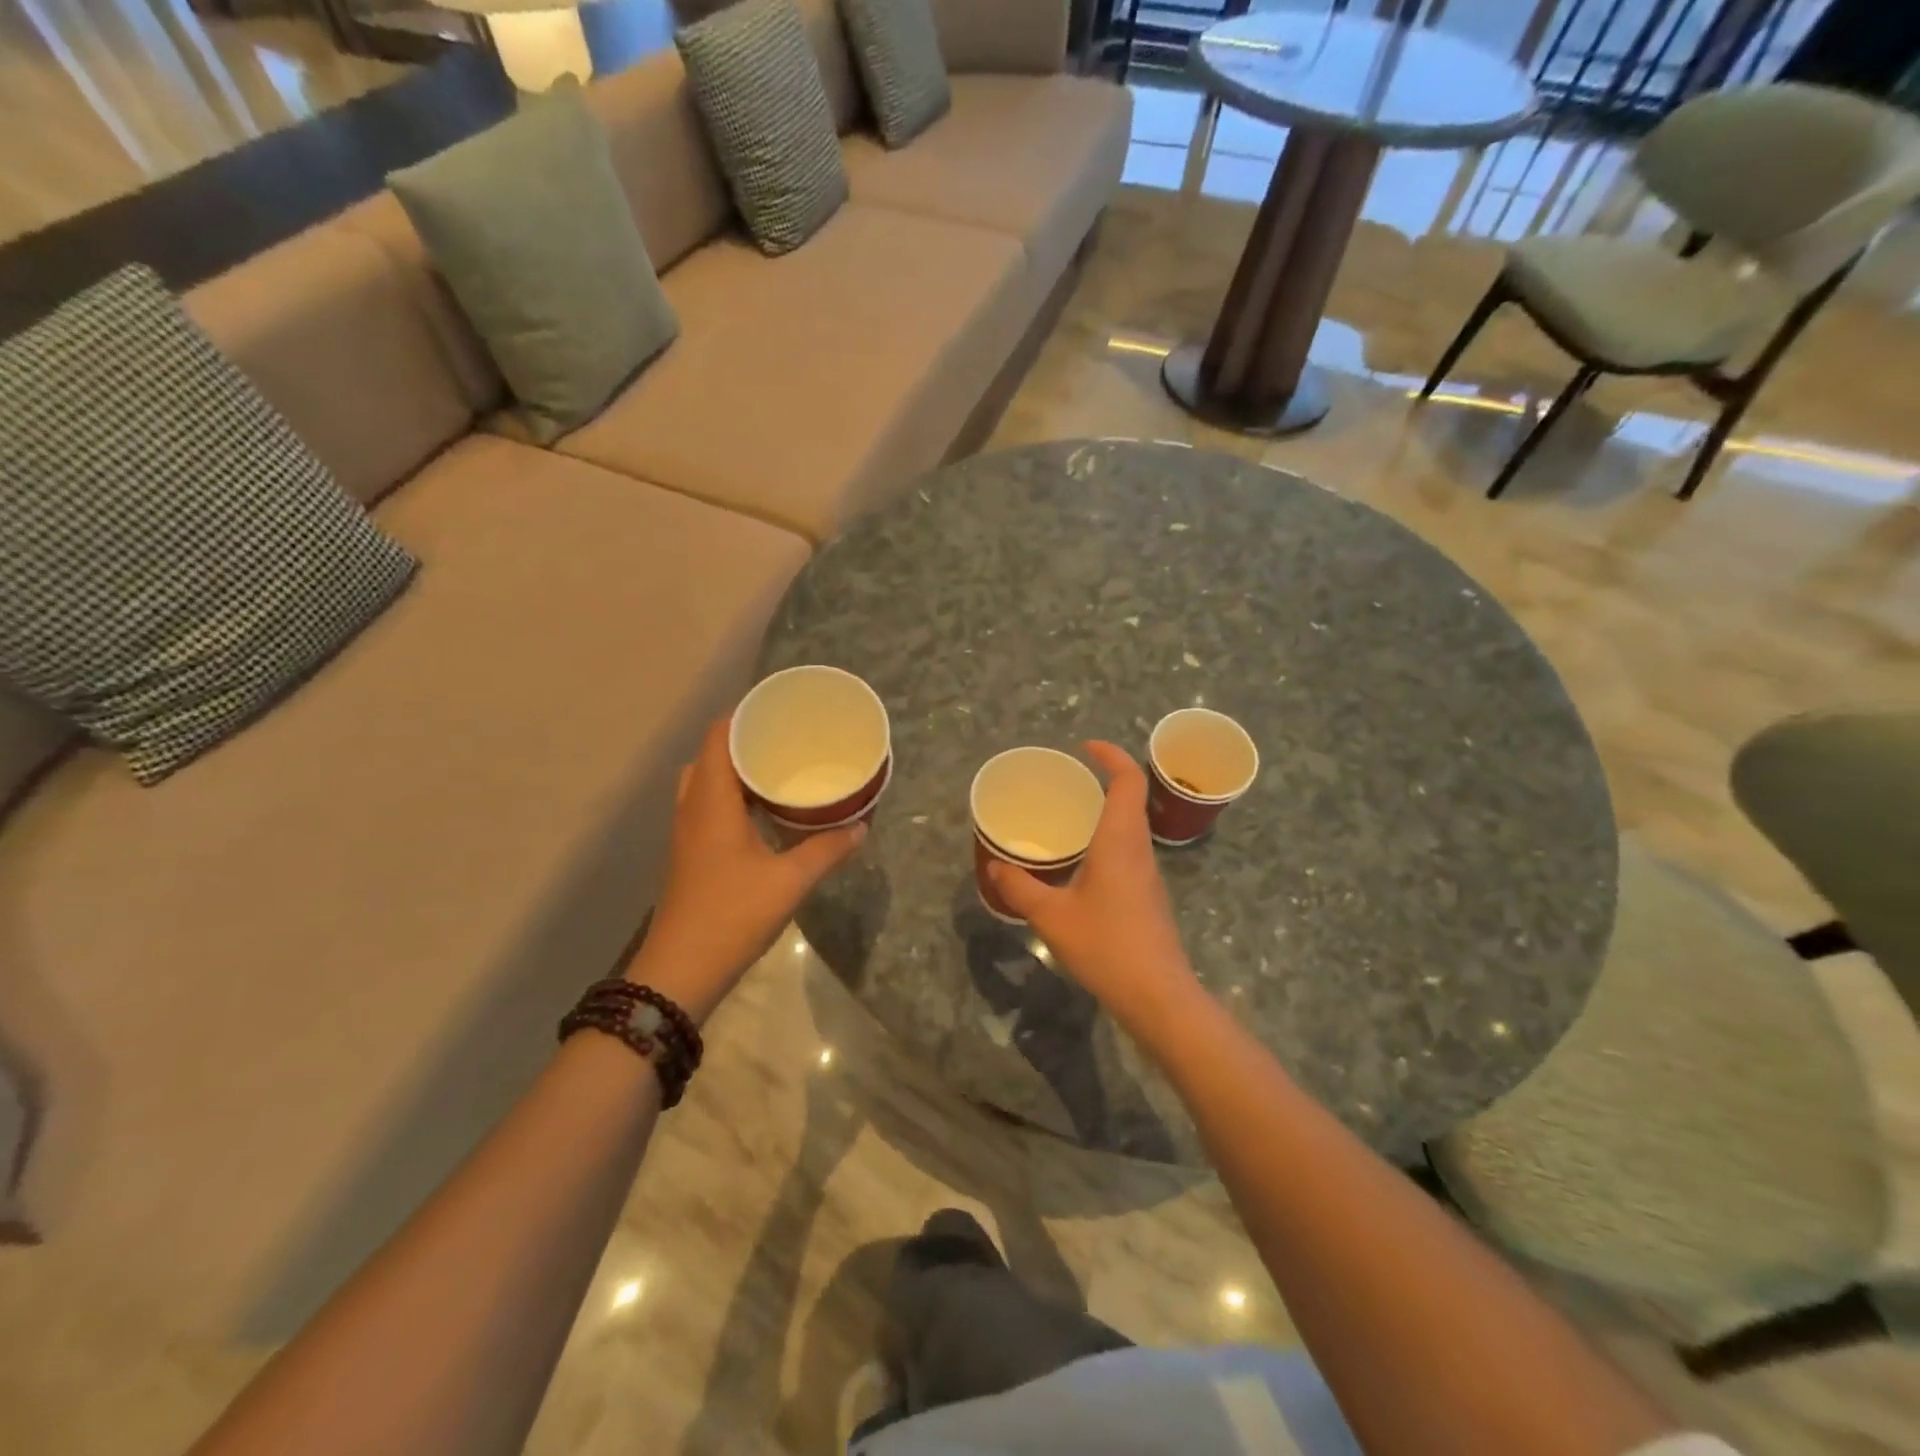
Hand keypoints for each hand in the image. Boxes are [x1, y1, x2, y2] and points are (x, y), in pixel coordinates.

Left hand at [628, 719, 864, 1021]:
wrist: (680, 971)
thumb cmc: (732, 915)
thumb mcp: (789, 881)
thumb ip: (827, 850)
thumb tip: (862, 827)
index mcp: (711, 801)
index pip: (718, 736)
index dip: (745, 715)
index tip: (780, 709)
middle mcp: (693, 808)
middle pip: (711, 755)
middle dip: (745, 741)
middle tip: (785, 740)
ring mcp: (688, 832)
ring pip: (707, 782)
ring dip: (737, 770)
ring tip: (779, 770)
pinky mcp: (691, 853)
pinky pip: (708, 806)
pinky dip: (734, 797)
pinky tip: (765, 813)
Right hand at [986, 742, 1200, 1030]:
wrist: (1157, 995)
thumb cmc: (1106, 946)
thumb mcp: (1052, 916)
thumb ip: (1021, 888)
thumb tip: (996, 866)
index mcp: (1120, 840)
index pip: (1128, 780)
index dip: (1111, 755)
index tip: (1085, 748)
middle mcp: (1139, 849)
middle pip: (1131, 799)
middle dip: (1104, 781)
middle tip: (1066, 783)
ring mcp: (1148, 873)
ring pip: (1130, 827)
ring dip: (1105, 812)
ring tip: (1067, 819)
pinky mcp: (1148, 895)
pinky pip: (1128, 851)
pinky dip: (1106, 840)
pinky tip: (1079, 864)